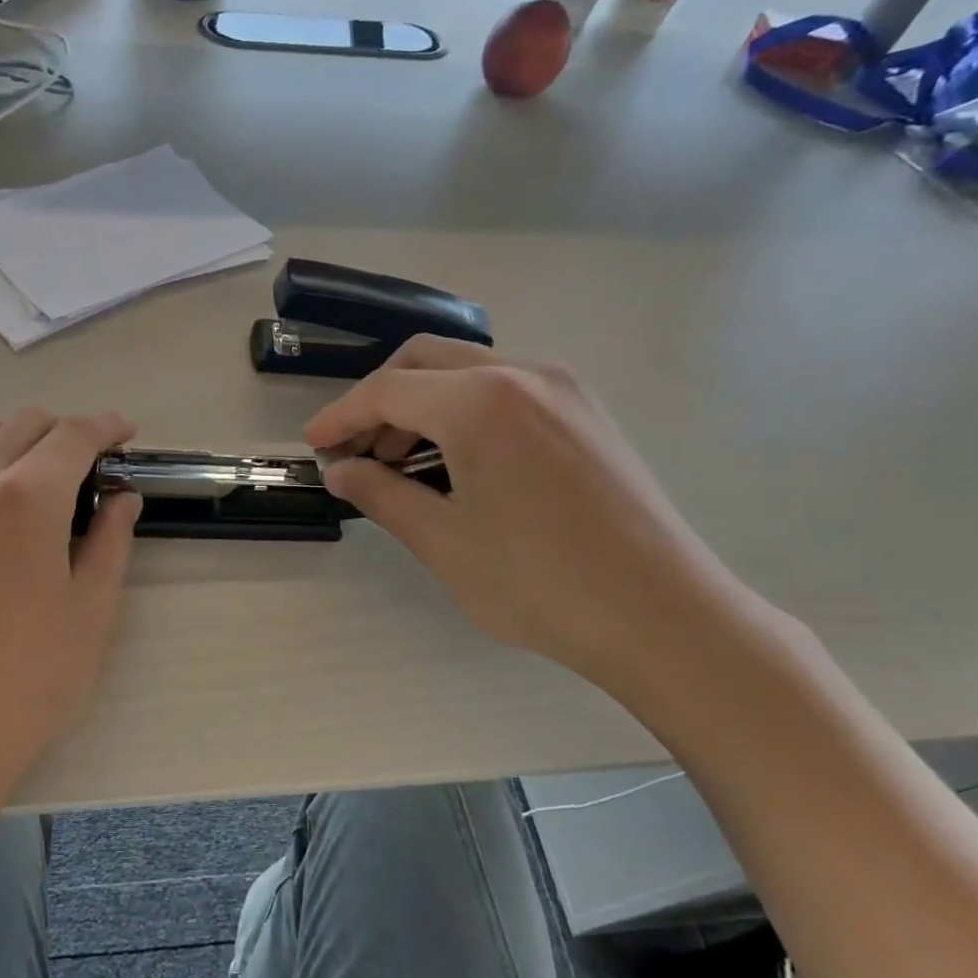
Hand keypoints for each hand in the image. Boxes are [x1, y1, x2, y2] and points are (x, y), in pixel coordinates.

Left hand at [0, 409, 142, 786]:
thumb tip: (122, 498)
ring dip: (21, 435)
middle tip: (99, 464)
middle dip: (68, 429)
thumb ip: (110, 539)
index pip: (72, 435)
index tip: (129, 433)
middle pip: (25, 423)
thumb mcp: (91, 608)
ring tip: (50, 473)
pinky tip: (10, 503)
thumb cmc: (30, 676)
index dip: (107, 426)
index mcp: (27, 497)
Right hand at [304, 337, 761, 695]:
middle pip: (425, 362)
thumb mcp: (443, 541)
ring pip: (467, 371)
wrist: (664, 616)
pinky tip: (455, 460)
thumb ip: (381, 494)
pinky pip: (505, 389)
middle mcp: (523, 373)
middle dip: (378, 400)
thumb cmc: (540, 583)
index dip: (341, 416)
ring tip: (399, 463)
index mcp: (481, 401)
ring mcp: (563, 388)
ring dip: (421, 404)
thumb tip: (340, 471)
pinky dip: (463, 411)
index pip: (387, 391)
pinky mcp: (585, 411)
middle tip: (355, 451)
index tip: (314, 444)